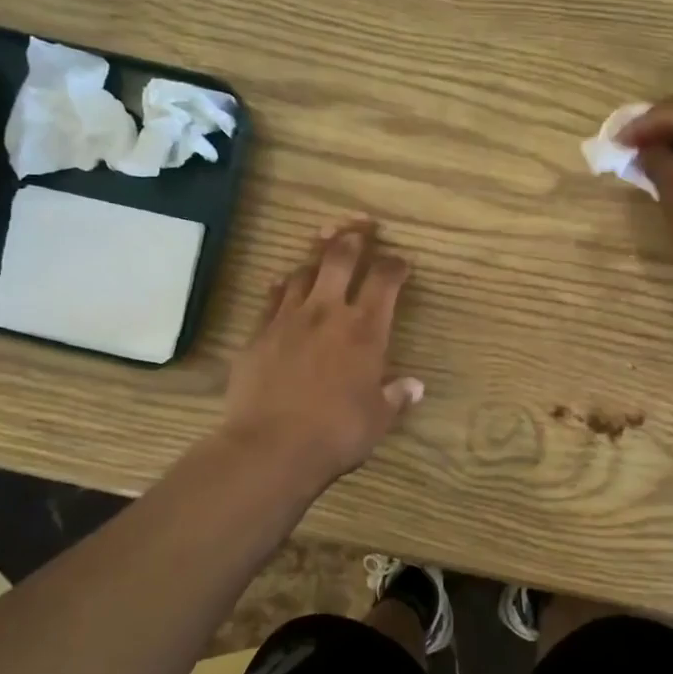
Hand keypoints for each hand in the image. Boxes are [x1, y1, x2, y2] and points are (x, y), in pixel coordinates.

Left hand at [222, 217, 423, 486]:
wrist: (271, 447)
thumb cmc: (336, 433)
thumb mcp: (377, 419)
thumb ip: (396, 397)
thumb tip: (414, 386)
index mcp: (365, 330)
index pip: (384, 281)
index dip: (395, 265)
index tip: (401, 262)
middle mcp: (327, 313)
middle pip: (339, 258)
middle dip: (354, 237)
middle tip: (361, 226)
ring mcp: (288, 320)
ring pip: (303, 272)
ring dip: (316, 258)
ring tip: (323, 249)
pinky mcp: (258, 334)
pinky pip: (272, 298)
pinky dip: (283, 286)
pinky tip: (284, 284)